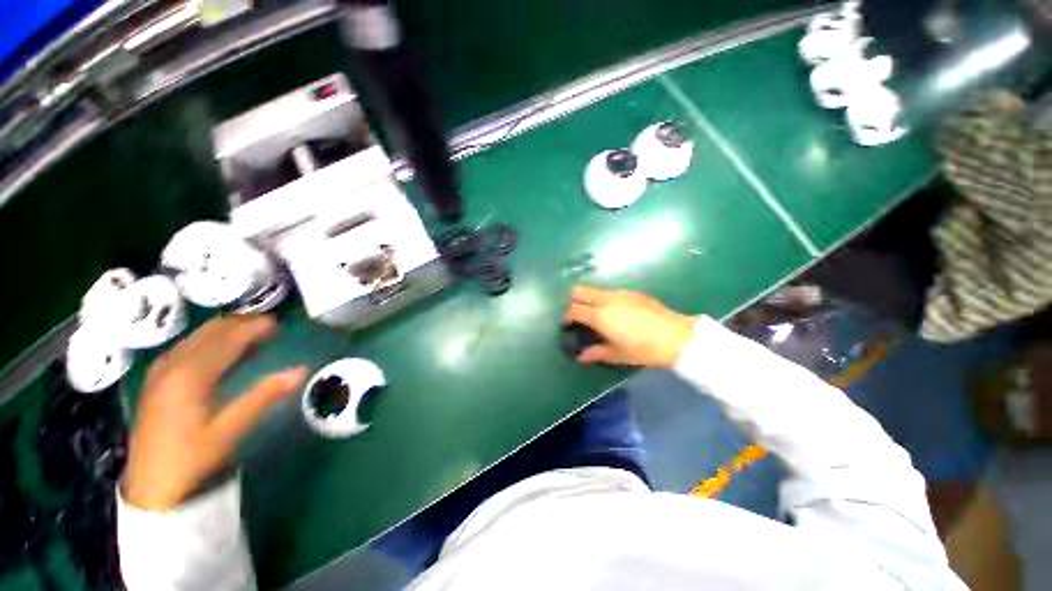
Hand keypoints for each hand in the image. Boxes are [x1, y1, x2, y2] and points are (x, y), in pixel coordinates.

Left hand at [125, 315, 306, 510]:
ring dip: (223, 332)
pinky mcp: (155, 382)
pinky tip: (218, 351)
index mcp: (189, 376)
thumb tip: (301, 370)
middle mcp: (172, 366)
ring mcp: (160, 373)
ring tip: (250, 335)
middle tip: (267, 325)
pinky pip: (184, 348)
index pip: (226, 340)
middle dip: (238, 324)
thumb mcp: (230, 429)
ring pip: (194, 338)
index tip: (277, 323)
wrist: (151, 488)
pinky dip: (207, 342)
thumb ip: (264, 395)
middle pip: (208, 333)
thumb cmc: (192, 459)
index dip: (252, 328)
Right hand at [563, 285, 696, 367]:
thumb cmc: (643, 349)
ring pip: (595, 290)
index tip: (567, 325)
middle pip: (579, 291)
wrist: (676, 336)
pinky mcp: (632, 292)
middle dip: (573, 301)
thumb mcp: (617, 354)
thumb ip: (595, 353)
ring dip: (589, 299)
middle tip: (578, 316)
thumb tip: (581, 356)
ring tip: (597, 315)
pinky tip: (616, 313)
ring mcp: (619, 293)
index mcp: (599, 315)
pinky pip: (610, 292)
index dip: (567, 316)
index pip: (573, 309)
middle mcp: (605, 299)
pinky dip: (605, 299)